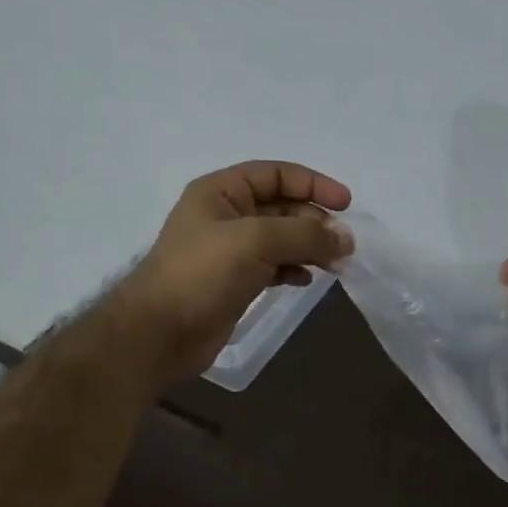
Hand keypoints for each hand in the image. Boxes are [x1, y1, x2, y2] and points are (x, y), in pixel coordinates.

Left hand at [115, 161, 352, 387]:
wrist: (161, 332)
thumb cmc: (203, 273)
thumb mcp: (257, 241)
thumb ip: (305, 234)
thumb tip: (346, 238)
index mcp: (221, 191)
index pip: (276, 174)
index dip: (313, 184)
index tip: (346, 204)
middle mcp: (225, 215)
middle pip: (281, 206)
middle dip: (315, 221)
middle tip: (343, 245)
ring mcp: (229, 251)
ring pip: (280, 239)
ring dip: (309, 247)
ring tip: (334, 265)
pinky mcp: (234, 282)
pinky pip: (273, 266)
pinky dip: (293, 270)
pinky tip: (306, 281)